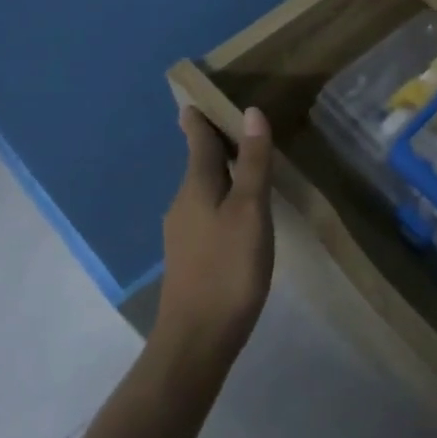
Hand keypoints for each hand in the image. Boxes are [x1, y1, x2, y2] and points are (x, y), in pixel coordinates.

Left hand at [154, 105, 273, 370]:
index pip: (197, 140)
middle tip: (236, 122)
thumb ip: (253, 162)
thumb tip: (250, 112)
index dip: (200, 119)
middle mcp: (183, 203)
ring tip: (247, 160)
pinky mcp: (191, 256)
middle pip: (199, 163)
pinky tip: (241, 210)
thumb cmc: (228, 268)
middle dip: (213, 142)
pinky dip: (222, 196)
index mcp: (196, 186)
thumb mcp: (250, 210)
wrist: (197, 340)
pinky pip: (207, 211)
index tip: (198, 98)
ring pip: (203, 188)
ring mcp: (183, 232)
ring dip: (221, 170)